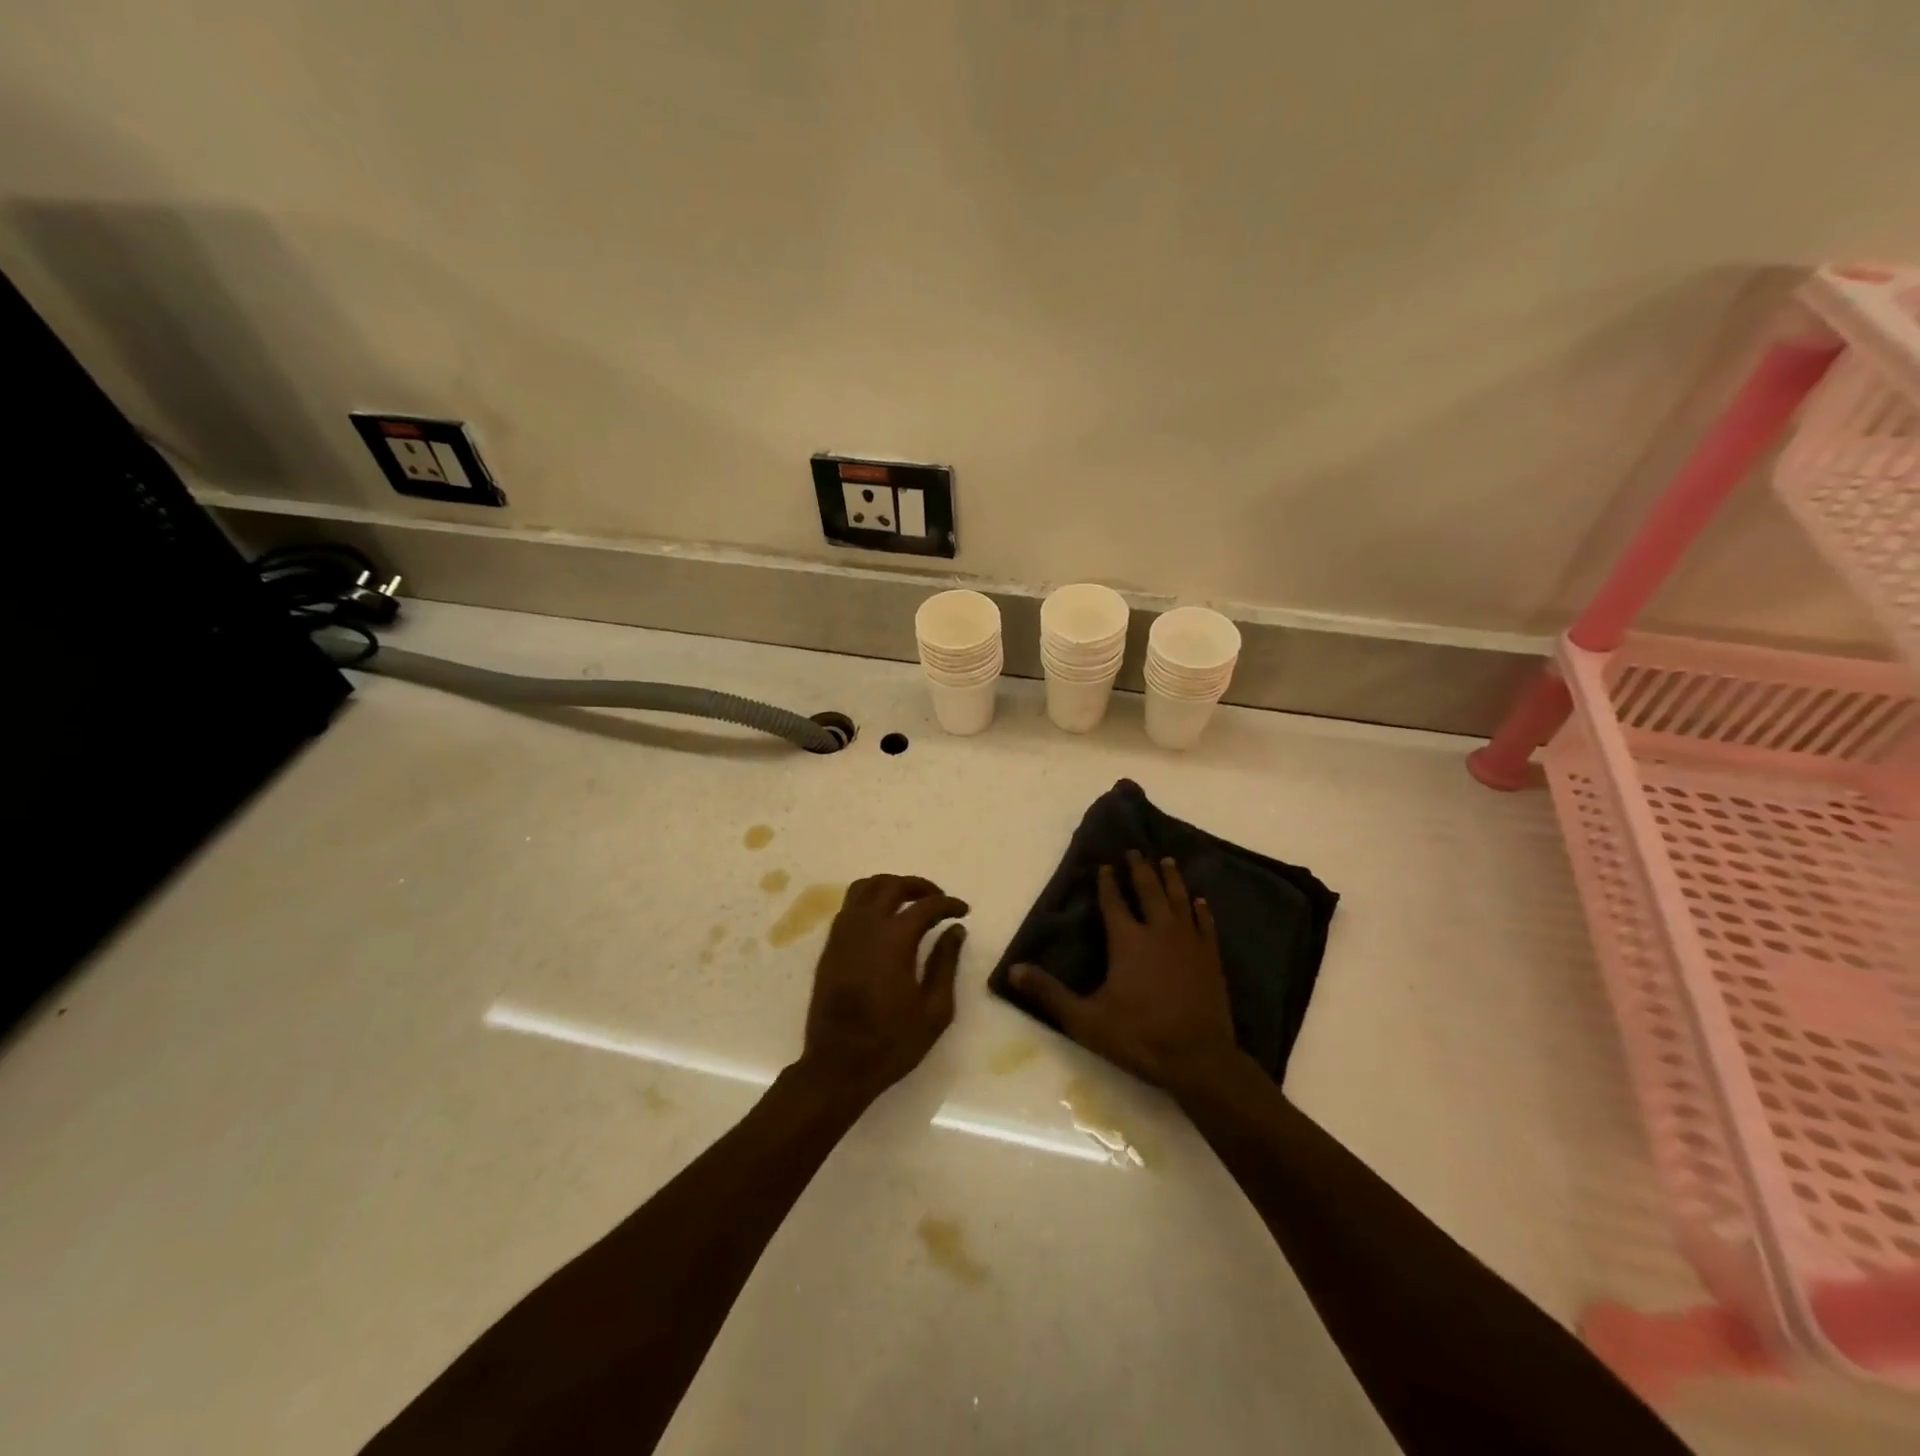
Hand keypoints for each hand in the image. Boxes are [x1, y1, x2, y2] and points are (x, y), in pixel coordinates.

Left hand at [795, 874, 968, 1100]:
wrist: (837, 1066)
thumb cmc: (892, 1042)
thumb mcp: (934, 1009)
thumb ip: (945, 962)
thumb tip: (955, 930)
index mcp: (894, 940)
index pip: (926, 905)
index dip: (948, 904)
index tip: (962, 911)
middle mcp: (865, 926)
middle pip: (892, 885)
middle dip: (919, 886)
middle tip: (938, 900)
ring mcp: (843, 934)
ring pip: (865, 887)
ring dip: (890, 886)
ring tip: (909, 901)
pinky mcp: (830, 946)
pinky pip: (849, 906)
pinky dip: (869, 900)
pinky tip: (884, 919)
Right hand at [1012, 850, 1237, 1088]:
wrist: (1198, 1059)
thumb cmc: (1138, 1036)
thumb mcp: (1085, 1019)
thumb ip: (1049, 992)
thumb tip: (1012, 970)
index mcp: (1127, 941)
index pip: (1114, 902)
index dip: (1107, 883)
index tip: (1105, 865)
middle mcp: (1158, 932)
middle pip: (1148, 891)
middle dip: (1140, 870)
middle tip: (1136, 851)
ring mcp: (1189, 943)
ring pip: (1179, 900)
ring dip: (1172, 879)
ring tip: (1167, 861)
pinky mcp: (1211, 958)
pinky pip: (1205, 924)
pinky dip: (1201, 910)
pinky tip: (1200, 901)